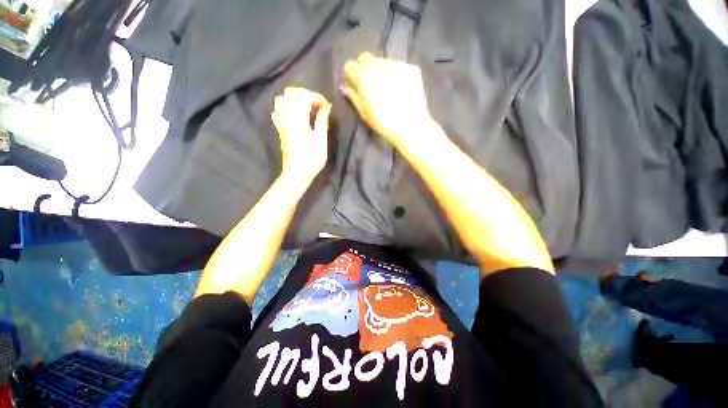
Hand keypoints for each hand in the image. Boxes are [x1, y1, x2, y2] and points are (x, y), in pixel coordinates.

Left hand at [271, 87, 331, 178]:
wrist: (296, 173)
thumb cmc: (311, 160)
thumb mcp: (321, 142)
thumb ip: (322, 122)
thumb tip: (326, 108)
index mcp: (299, 120)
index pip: (305, 97)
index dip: (317, 98)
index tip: (326, 106)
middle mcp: (287, 117)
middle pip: (290, 93)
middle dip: (305, 94)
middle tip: (316, 104)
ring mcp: (281, 123)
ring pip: (281, 100)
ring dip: (294, 99)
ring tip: (306, 108)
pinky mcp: (280, 129)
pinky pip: (277, 111)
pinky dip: (286, 108)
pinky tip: (295, 116)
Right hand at [343, 53, 433, 150]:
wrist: (411, 126)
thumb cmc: (384, 123)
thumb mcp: (364, 113)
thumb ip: (354, 97)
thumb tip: (347, 87)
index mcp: (365, 78)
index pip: (350, 66)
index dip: (351, 75)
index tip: (354, 84)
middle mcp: (380, 66)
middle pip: (365, 57)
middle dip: (363, 68)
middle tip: (369, 84)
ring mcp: (397, 65)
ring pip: (382, 61)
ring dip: (380, 71)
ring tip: (387, 88)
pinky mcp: (411, 68)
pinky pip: (398, 66)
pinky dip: (395, 75)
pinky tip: (400, 89)